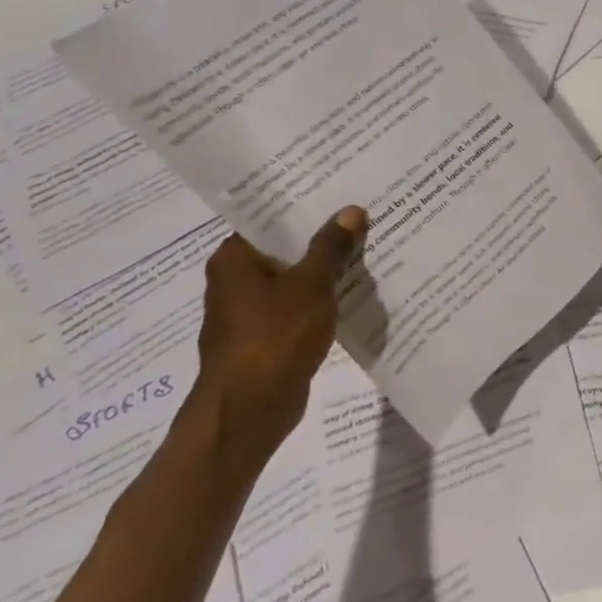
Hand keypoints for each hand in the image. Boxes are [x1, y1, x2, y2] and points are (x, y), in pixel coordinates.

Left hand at [185, 207, 366, 476]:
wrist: (250, 411)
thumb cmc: (273, 338)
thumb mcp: (310, 285)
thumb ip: (331, 247)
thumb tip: (351, 211)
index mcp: (233, 260)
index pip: (269, 220)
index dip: (305, 205)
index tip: (340, 190)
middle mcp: (235, 282)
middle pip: (285, 248)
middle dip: (323, 237)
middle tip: (364, 215)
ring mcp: (250, 313)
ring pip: (295, 279)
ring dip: (326, 269)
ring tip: (368, 248)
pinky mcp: (267, 338)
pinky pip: (300, 306)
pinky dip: (322, 299)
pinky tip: (355, 291)